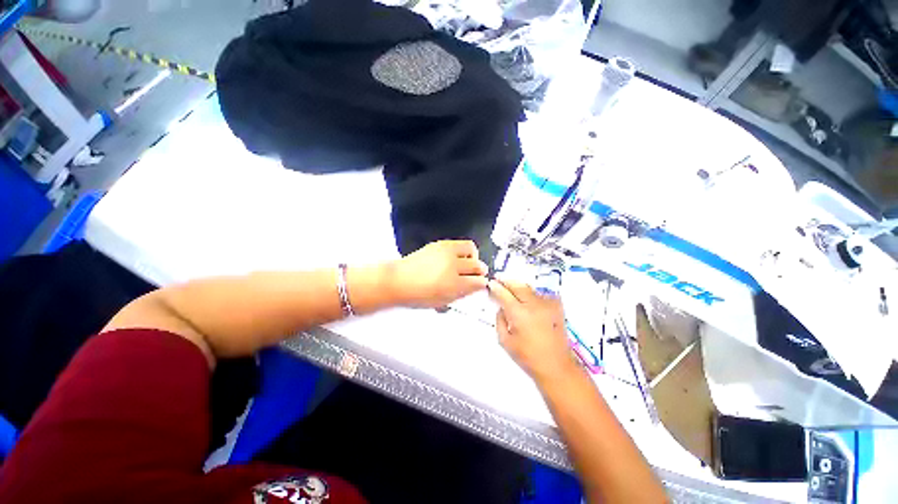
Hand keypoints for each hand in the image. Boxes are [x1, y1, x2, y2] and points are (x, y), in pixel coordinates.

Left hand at [390, 240, 488, 307]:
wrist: (398, 281)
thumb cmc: (415, 294)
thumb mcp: (442, 301)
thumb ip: (461, 293)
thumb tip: (474, 287)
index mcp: (453, 284)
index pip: (478, 281)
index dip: (482, 284)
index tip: (481, 284)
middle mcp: (452, 266)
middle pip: (477, 265)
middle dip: (481, 271)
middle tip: (479, 274)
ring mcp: (446, 252)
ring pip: (471, 249)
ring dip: (474, 257)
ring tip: (470, 263)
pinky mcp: (439, 244)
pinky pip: (459, 243)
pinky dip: (463, 250)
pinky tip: (457, 258)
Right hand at [488, 276, 576, 382]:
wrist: (556, 366)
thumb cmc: (527, 357)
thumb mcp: (505, 341)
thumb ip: (499, 320)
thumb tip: (501, 306)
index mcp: (519, 314)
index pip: (503, 293)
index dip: (495, 287)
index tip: (490, 284)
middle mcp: (534, 304)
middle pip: (517, 285)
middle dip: (507, 282)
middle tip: (499, 281)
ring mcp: (547, 303)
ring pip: (529, 288)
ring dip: (519, 288)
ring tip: (512, 291)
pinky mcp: (557, 306)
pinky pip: (540, 294)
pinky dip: (531, 295)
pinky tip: (529, 302)